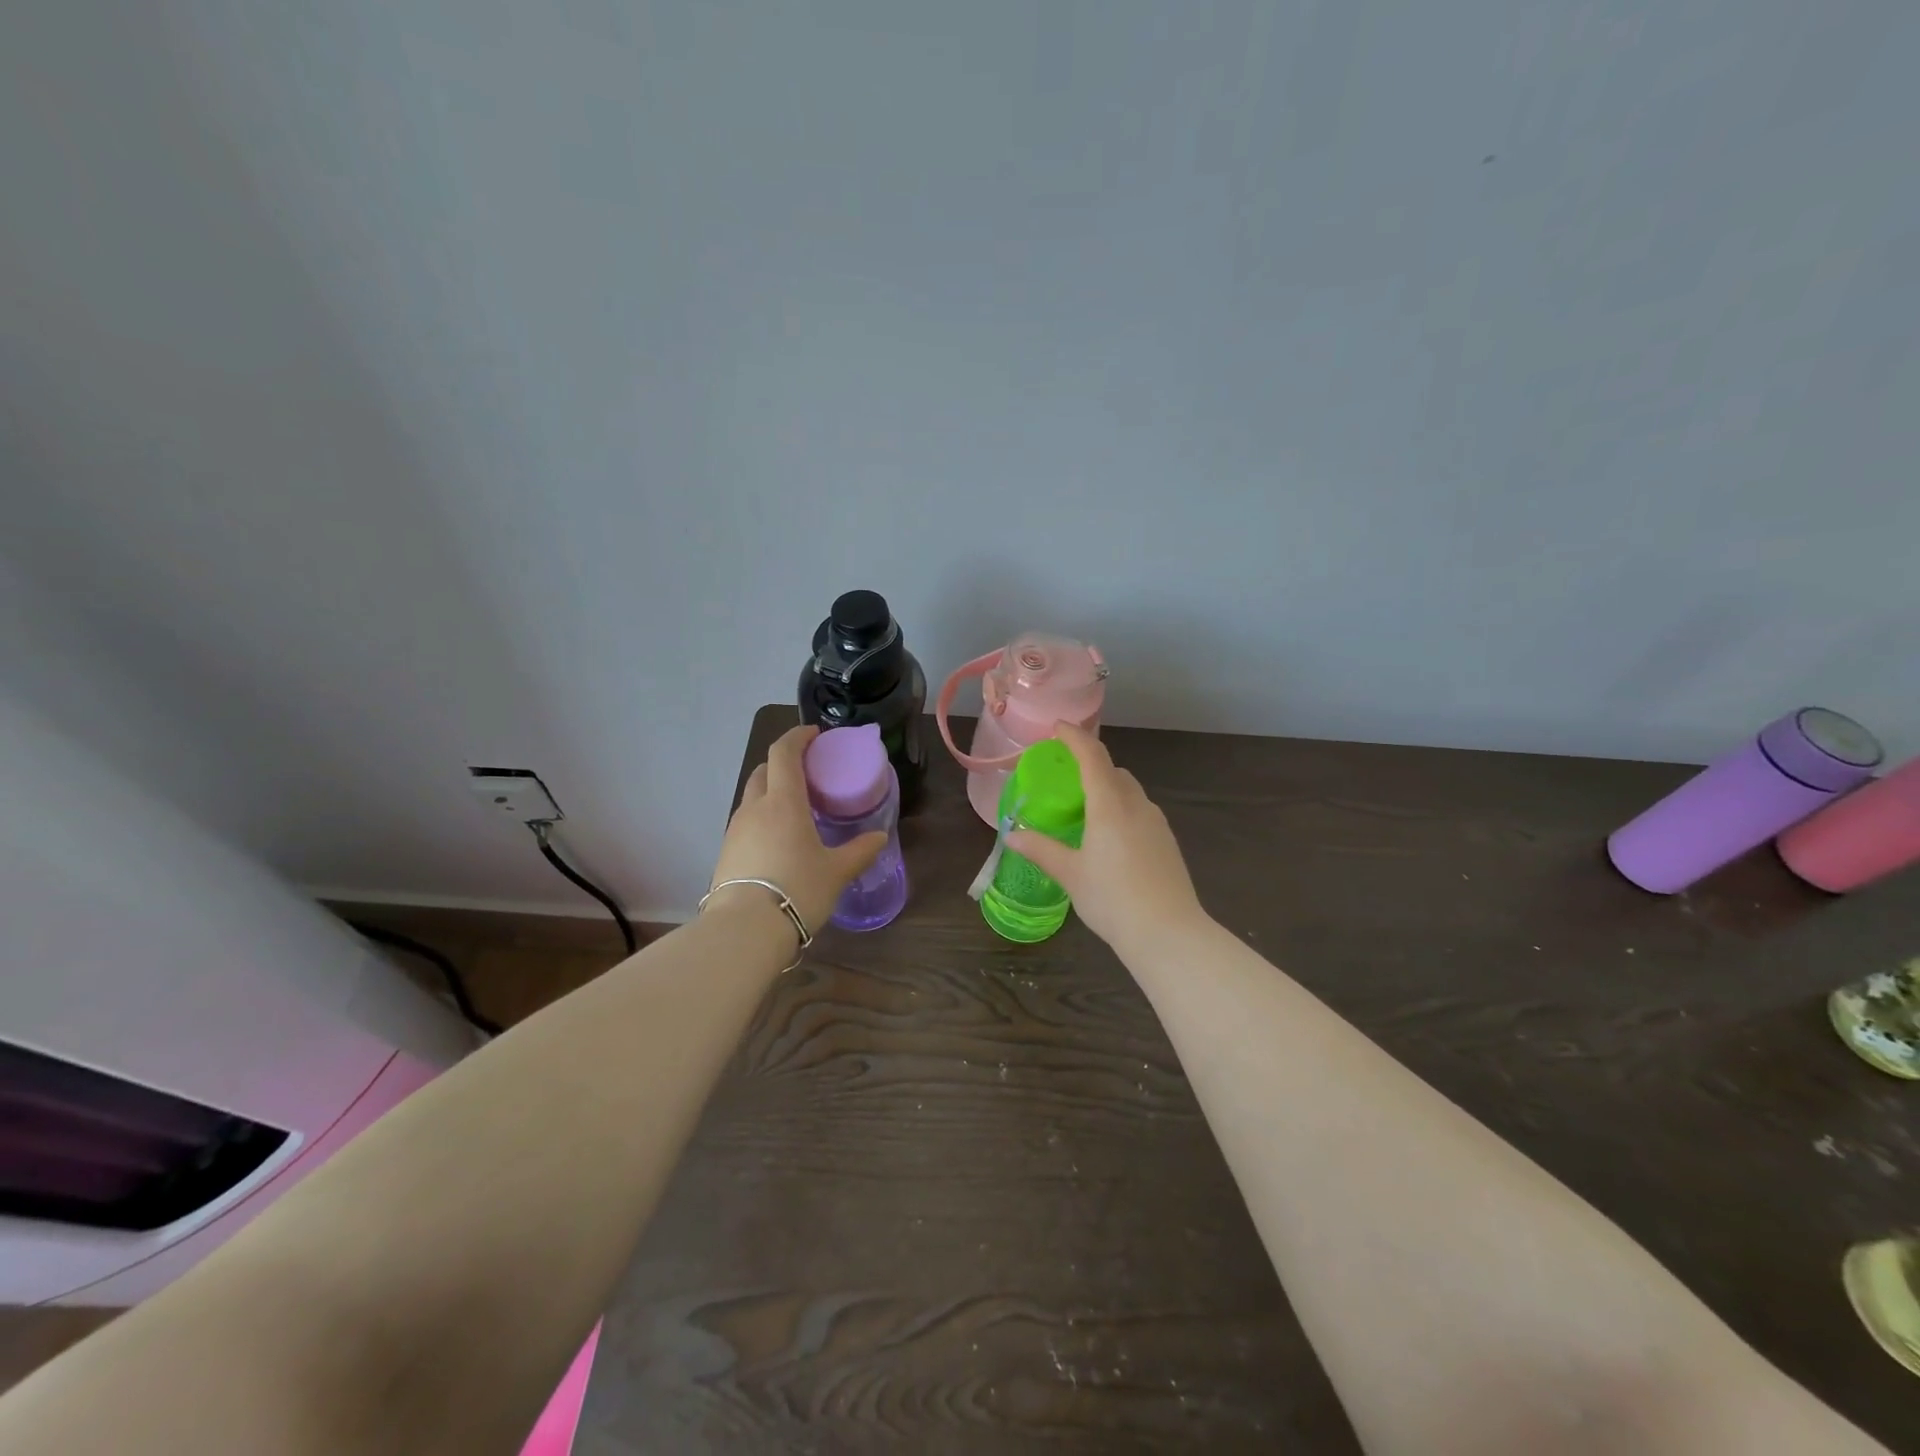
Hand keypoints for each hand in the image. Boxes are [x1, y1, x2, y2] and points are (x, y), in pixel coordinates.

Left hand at [708, 724, 886, 937]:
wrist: (745, 930)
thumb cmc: (798, 889)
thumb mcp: (837, 872)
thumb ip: (859, 851)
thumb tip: (879, 837)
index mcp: (783, 801)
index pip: (784, 752)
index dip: (797, 737)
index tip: (814, 735)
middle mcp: (755, 808)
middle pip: (763, 770)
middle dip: (782, 764)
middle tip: (806, 774)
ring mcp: (735, 830)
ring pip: (752, 798)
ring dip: (770, 793)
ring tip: (794, 811)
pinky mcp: (725, 853)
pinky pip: (746, 823)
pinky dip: (762, 819)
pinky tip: (777, 841)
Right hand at [1007, 722, 1207, 954]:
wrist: (1169, 933)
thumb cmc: (1112, 899)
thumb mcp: (1070, 874)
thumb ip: (1041, 850)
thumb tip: (1013, 835)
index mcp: (1110, 805)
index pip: (1092, 756)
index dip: (1074, 737)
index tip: (1057, 728)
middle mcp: (1136, 805)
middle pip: (1113, 771)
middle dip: (1090, 764)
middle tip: (1065, 777)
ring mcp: (1157, 823)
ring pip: (1129, 792)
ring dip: (1108, 788)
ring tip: (1085, 811)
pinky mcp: (1167, 841)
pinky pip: (1140, 811)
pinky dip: (1121, 809)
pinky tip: (1110, 838)